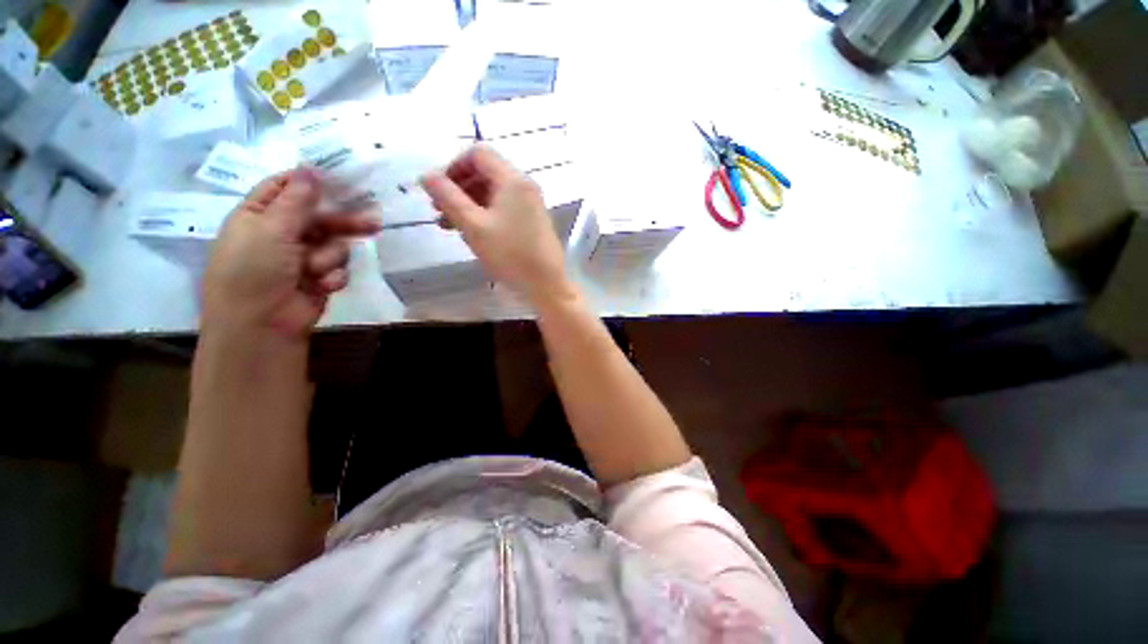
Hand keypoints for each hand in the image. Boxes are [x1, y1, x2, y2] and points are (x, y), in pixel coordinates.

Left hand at [202, 169, 380, 339]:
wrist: (261, 324)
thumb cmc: (254, 270)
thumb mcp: (271, 229)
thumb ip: (295, 200)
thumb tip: (310, 169)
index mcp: (258, 216)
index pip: (284, 188)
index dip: (309, 182)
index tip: (339, 178)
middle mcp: (281, 234)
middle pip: (319, 218)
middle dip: (344, 222)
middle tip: (374, 222)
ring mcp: (301, 258)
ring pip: (334, 245)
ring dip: (330, 257)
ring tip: (317, 270)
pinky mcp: (320, 279)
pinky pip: (338, 268)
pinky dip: (332, 276)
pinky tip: (321, 285)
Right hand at [421, 146, 574, 307]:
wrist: (546, 285)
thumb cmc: (510, 255)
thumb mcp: (474, 226)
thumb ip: (448, 198)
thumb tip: (426, 175)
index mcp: (513, 180)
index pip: (478, 154)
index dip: (453, 166)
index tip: (438, 190)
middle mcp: (525, 186)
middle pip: (486, 173)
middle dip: (459, 187)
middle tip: (439, 210)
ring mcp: (532, 204)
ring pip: (494, 192)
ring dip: (469, 203)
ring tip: (450, 226)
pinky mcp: (533, 221)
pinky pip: (505, 208)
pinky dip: (486, 214)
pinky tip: (473, 233)